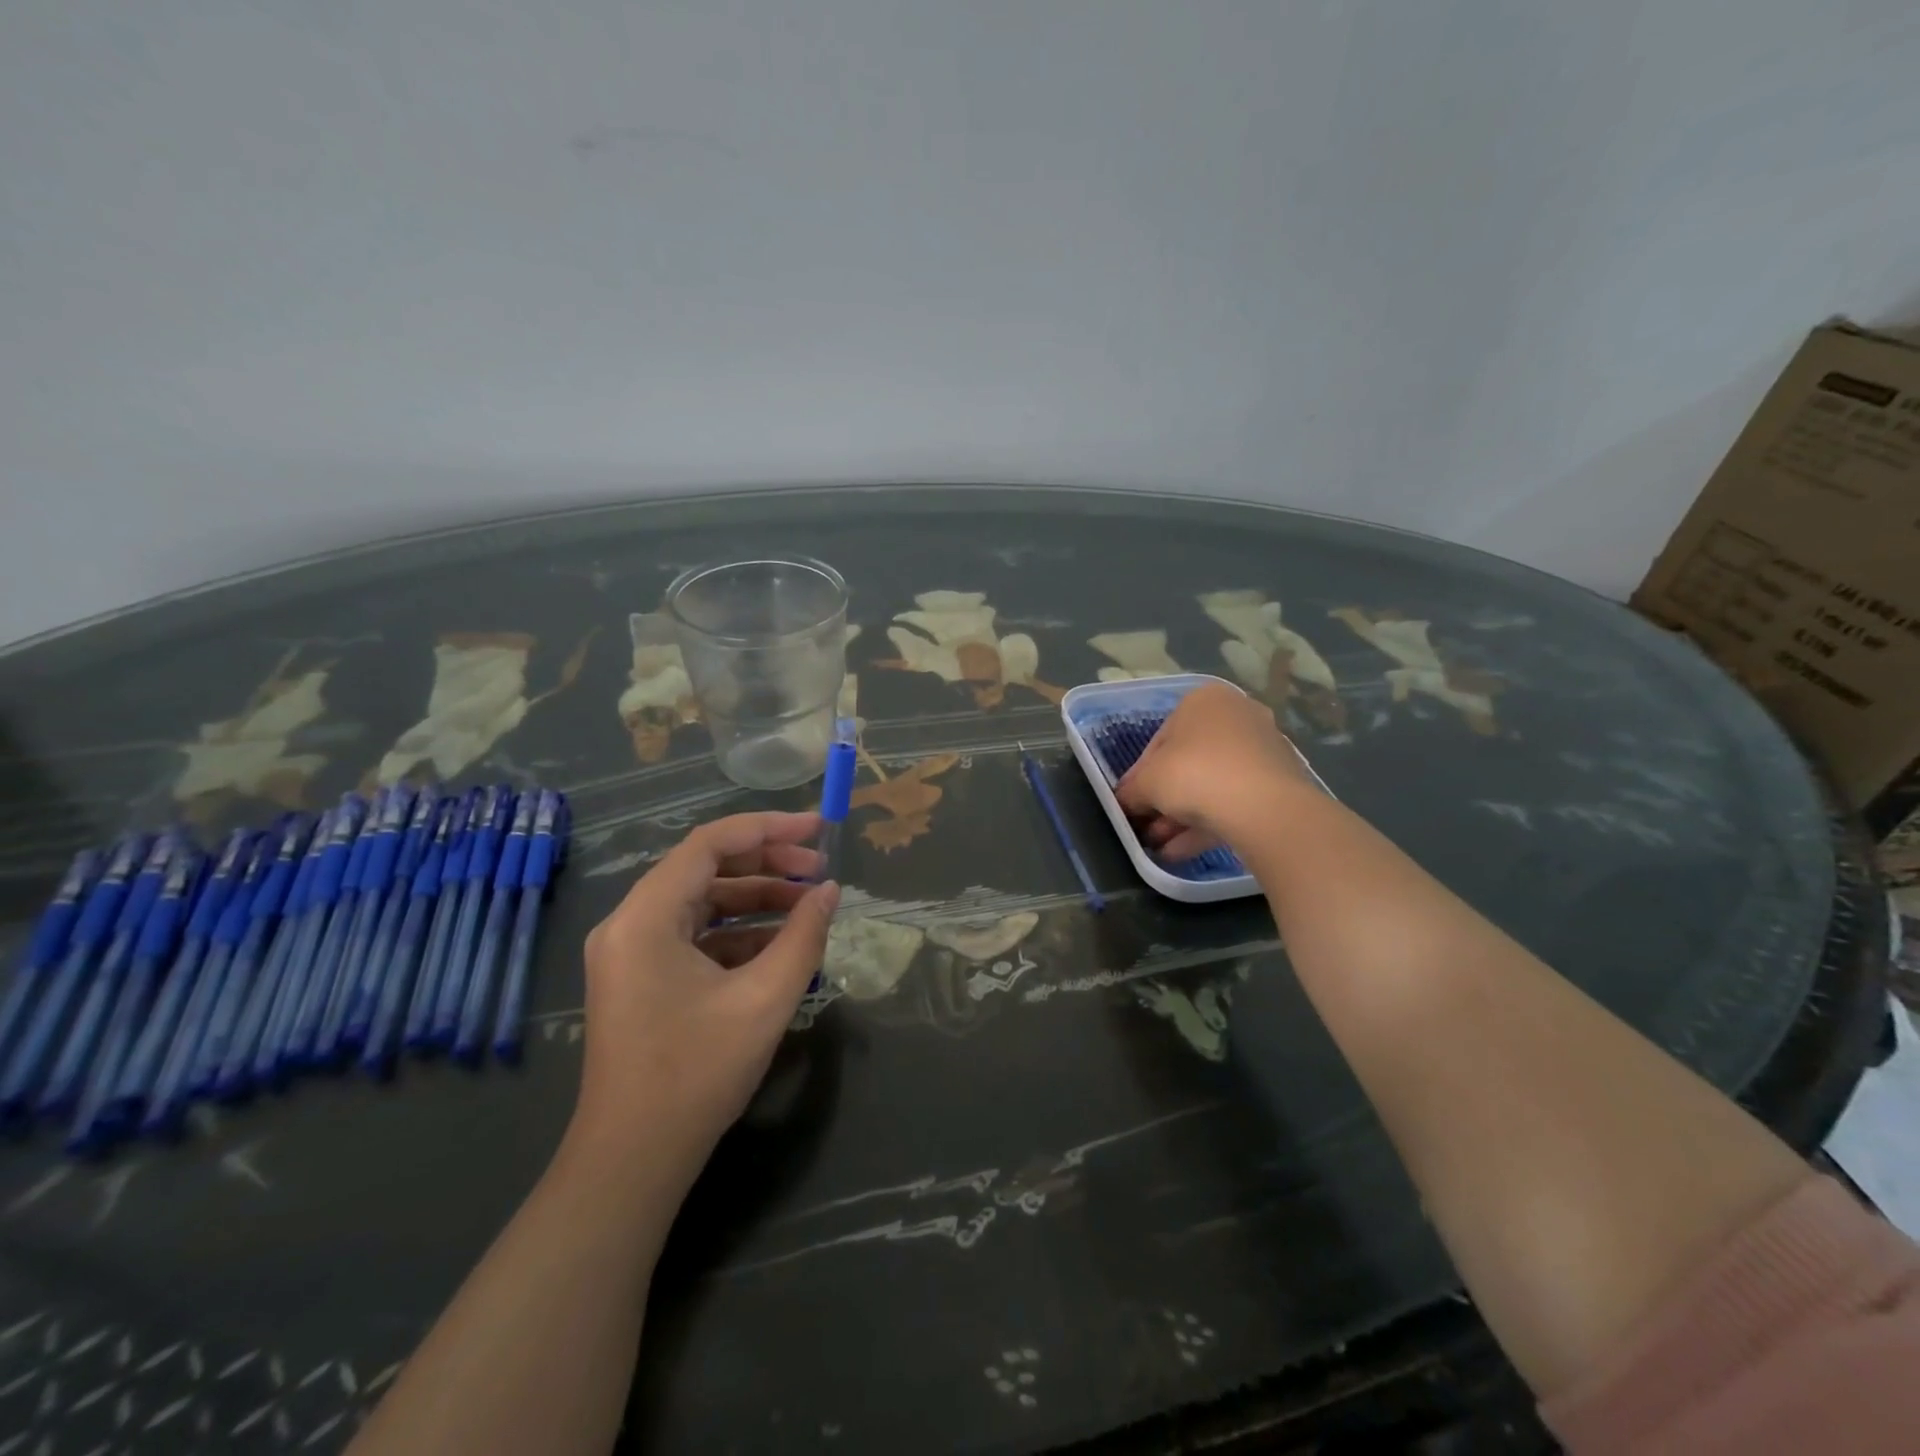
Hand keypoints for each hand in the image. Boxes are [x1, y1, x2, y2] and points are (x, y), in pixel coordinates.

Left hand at [567, 811, 838, 1191]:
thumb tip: (830, 890)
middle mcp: (630, 923)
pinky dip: (738, 931)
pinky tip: (780, 943)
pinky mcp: (641, 977)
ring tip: (809, 903)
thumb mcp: (764, 999)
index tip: (817, 829)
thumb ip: (804, 935)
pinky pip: (694, 935)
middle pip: (705, 869)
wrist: (633, 1161)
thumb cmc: (696, 1074)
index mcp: (646, 917)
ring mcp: (631, 952)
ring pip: (702, 902)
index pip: (709, 844)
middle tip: (819, 869)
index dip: (768, 828)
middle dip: (767, 863)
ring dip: (756, 898)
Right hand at [1115, 682, 1312, 858]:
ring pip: (1211, 785)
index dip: (1140, 776)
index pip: (1160, 741)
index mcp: (1203, 701)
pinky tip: (1182, 852)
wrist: (1263, 806)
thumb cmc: (1194, 774)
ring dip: (1181, 817)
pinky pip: (1234, 801)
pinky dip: (1207, 824)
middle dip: (1164, 800)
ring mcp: (1262, 750)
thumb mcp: (1147, 783)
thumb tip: (1126, 802)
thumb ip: (1132, 792)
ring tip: (1160, 847)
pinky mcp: (1279, 783)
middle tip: (1146, 827)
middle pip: (1188, 763)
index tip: (1131, 803)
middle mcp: (1236, 716)